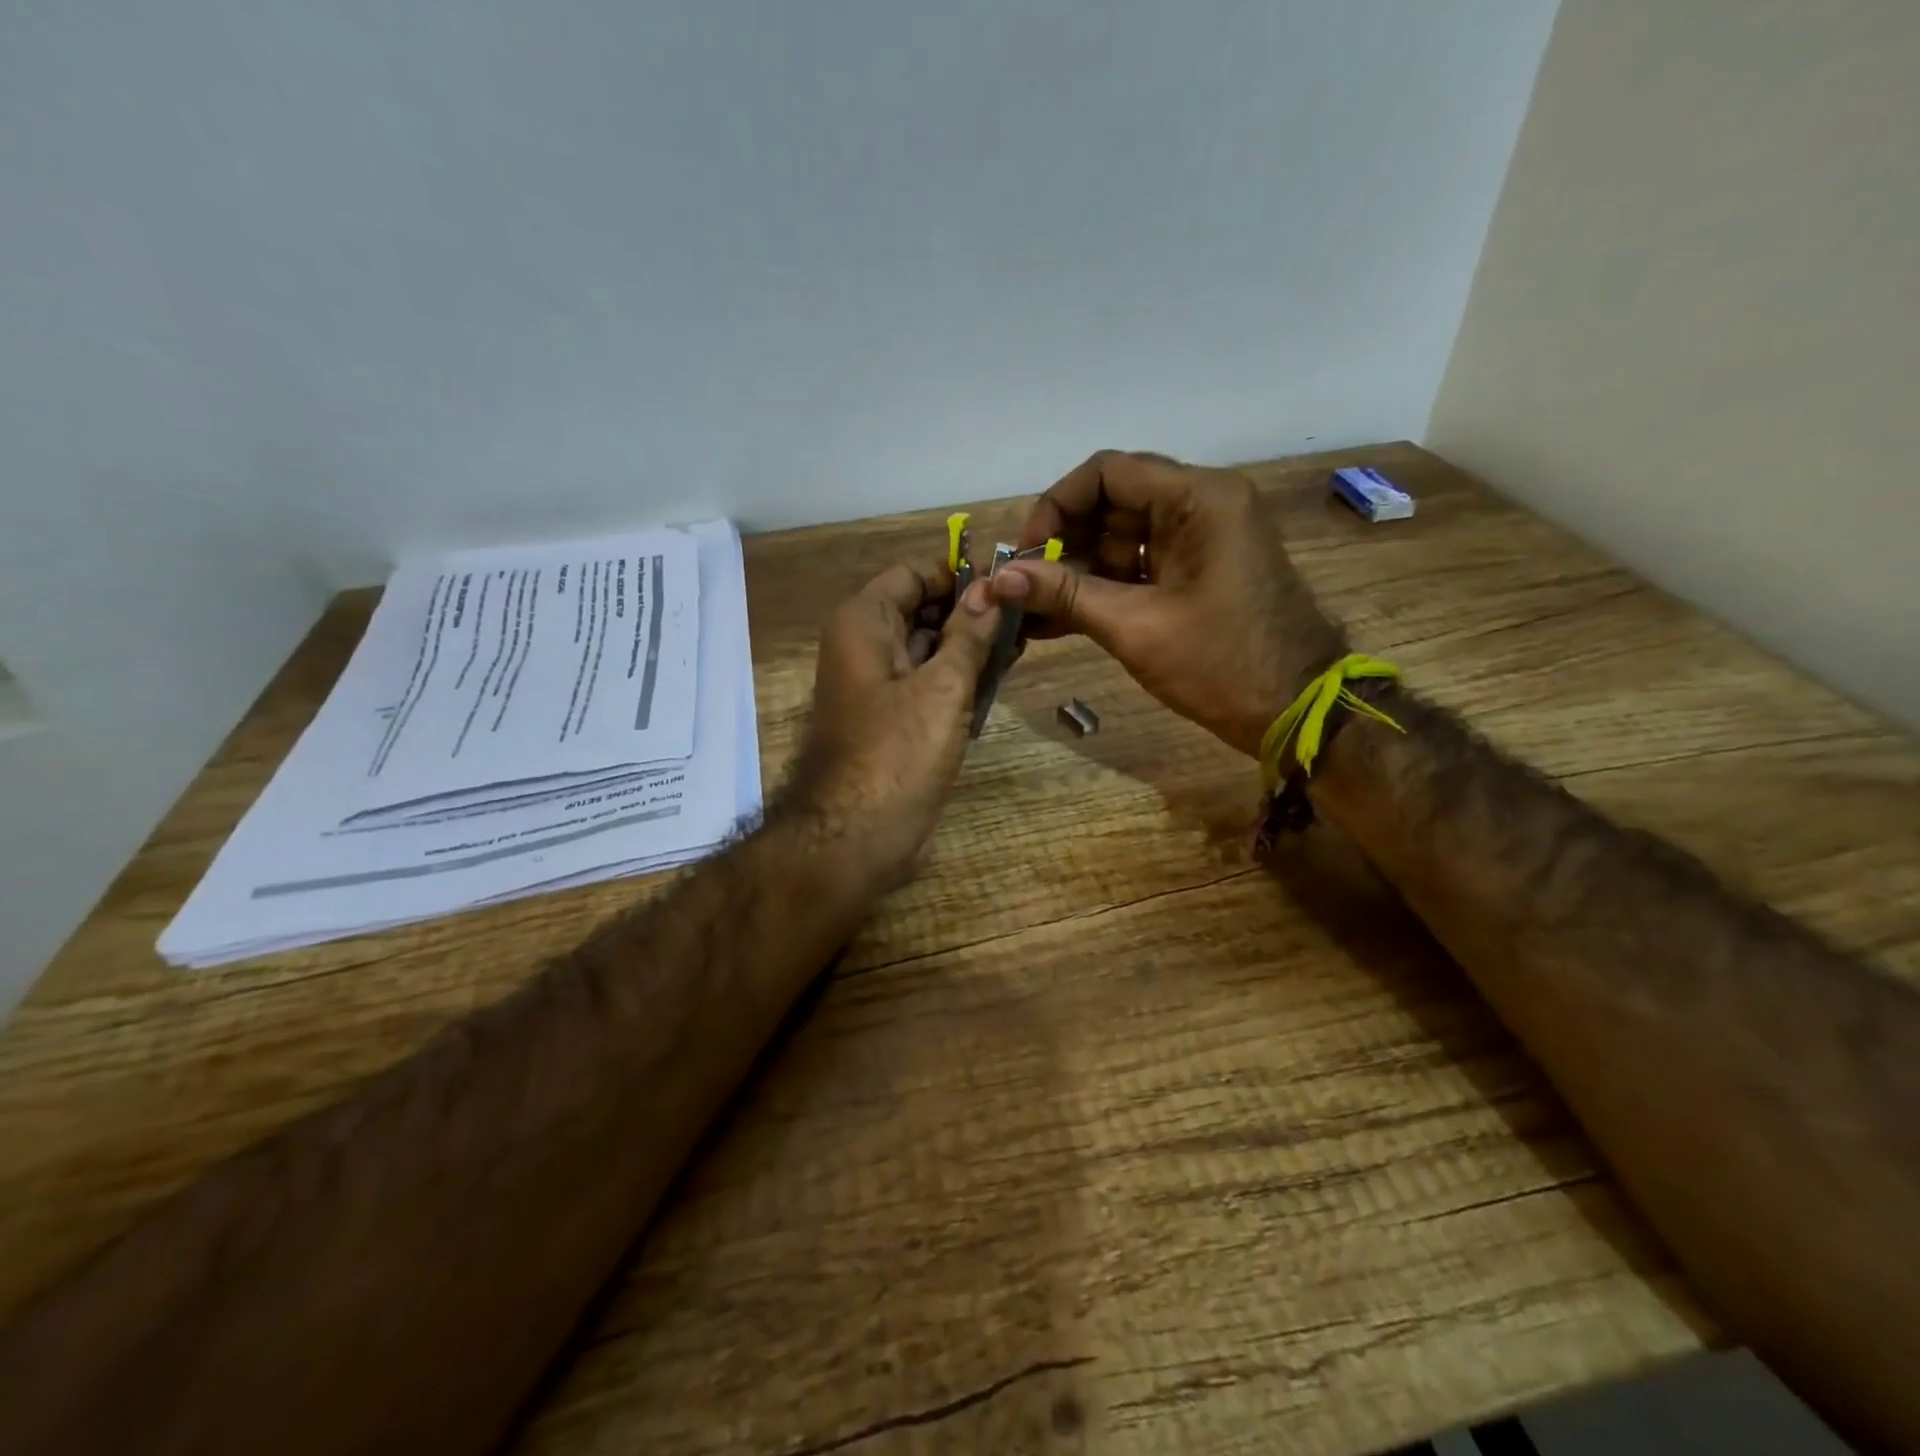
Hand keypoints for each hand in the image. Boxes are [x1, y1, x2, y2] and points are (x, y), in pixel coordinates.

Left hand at [786, 562, 1001, 890]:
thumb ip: (968, 634)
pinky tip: (997, 680)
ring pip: (926, 648)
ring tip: (1021, 645)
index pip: (912, 574)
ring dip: (968, 646)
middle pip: (920, 610)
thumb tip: (990, 589)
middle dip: (969, 612)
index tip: (1006, 583)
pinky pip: (926, 683)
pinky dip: (957, 678)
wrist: (856, 837)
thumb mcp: (942, 687)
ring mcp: (876, 685)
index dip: (958, 574)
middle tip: (1024, 616)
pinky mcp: (891, 719)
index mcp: (864, 623)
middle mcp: (864, 646)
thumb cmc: (897, 753)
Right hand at [991, 450, 1345, 757]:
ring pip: (1120, 538)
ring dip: (1076, 572)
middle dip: (1063, 544)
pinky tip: (1058, 621)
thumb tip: (998, 578)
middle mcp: (1201, 505)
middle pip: (1111, 503)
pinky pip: (1138, 567)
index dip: (1055, 506)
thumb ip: (1064, 594)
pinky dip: (1102, 589)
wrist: (1296, 711)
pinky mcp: (1198, 572)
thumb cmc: (1221, 664)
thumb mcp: (1135, 627)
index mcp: (1198, 499)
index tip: (1025, 554)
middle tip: (1025, 588)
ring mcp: (1202, 540)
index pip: (1106, 472)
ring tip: (1032, 612)